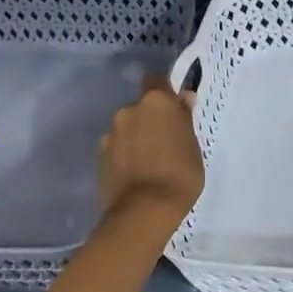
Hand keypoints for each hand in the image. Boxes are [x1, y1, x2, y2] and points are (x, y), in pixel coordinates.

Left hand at [98, 77, 203, 237]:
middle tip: (165, 142)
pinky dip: (125, 155)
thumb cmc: (180, 175)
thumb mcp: (193, 146)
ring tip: (149, 163)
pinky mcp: (99, 156)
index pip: (156, 80)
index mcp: (156, 102)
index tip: (174, 107)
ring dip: (136, 138)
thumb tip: (183, 99)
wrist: (144, 210)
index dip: (164, 91)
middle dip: (150, 120)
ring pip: (127, 129)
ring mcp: (110, 134)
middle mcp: (128, 110)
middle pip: (141, 108)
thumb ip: (184, 120)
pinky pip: (117, 148)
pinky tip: (136, 174)